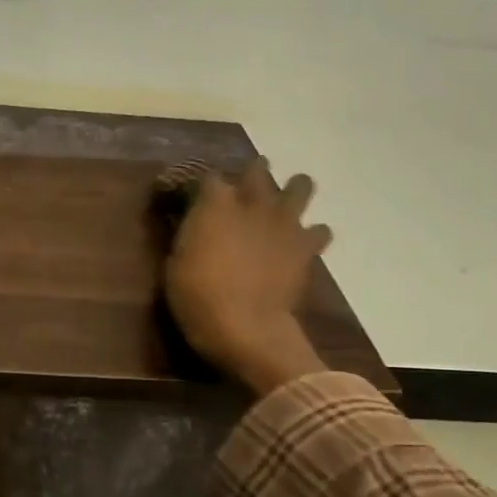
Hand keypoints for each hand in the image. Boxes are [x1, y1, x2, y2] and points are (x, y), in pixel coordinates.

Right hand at [163, 160, 331, 397]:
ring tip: (283, 204)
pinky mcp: (306, 248)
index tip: (197, 197)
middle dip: (252, 174)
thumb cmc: (197, 296)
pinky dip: (313, 234)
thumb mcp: (176, 263)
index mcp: (214, 204)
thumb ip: (190, 235)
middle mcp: (252, 203)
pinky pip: (320, 231)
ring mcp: (284, 223)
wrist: (244, 326)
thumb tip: (195, 226)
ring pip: (300, 186)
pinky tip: (302, 244)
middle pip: (258, 170)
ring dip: (293, 190)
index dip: (203, 186)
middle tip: (245, 187)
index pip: (209, 177)